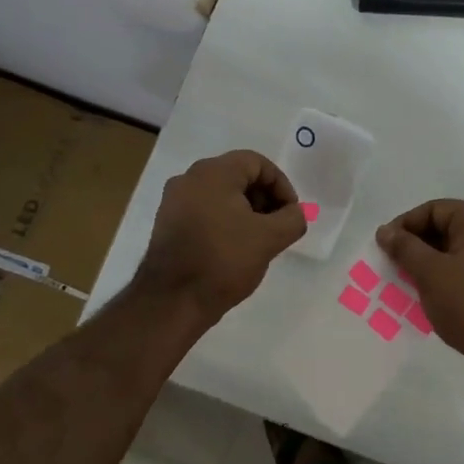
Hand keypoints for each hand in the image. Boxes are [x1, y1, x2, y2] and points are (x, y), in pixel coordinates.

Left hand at [136, 151, 305, 322]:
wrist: (172, 301)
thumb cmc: (223, 261)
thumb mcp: (269, 239)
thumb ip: (293, 219)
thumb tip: (296, 213)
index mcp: (213, 173)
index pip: (257, 163)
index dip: (281, 185)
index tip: (290, 214)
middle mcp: (189, 179)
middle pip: (238, 176)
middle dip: (264, 199)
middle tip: (278, 227)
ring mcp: (174, 201)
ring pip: (221, 195)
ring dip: (246, 212)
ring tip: (259, 241)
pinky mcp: (168, 224)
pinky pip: (205, 211)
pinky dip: (225, 222)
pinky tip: (234, 249)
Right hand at [376, 200, 463, 383]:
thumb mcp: (431, 273)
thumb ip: (405, 248)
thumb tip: (385, 230)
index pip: (434, 209)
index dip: (406, 225)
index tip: (385, 248)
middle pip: (447, 230)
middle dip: (417, 248)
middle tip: (394, 269)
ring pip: (457, 256)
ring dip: (430, 268)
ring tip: (409, 288)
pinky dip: (449, 283)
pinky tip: (433, 302)